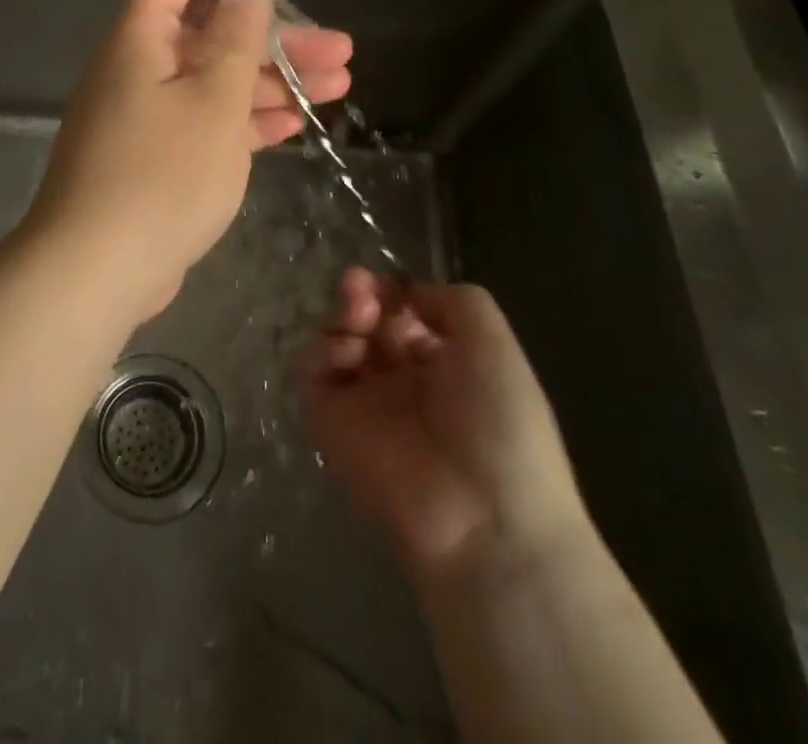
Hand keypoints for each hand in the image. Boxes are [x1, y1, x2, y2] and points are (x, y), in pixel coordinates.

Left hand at [24, 0, 351, 318]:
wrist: (96, 270)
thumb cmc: (162, 174)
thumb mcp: (213, 100)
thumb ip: (236, 40)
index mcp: (140, 40)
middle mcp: (138, 69)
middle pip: (210, 34)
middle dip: (275, 40)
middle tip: (339, 52)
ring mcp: (146, 117)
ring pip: (214, 83)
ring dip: (273, 83)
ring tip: (338, 87)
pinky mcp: (155, 159)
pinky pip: (205, 124)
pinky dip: (246, 121)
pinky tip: (295, 126)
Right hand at [303, 269, 591, 579]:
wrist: (483, 520)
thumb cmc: (500, 424)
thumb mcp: (494, 343)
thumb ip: (453, 300)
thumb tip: (407, 294)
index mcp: (441, 362)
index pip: (400, 311)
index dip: (390, 291)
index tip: (386, 285)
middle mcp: (399, 379)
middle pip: (362, 320)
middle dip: (359, 296)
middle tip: (361, 295)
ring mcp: (361, 401)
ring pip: (332, 340)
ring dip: (338, 318)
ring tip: (356, 323)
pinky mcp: (328, 423)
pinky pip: (307, 373)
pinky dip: (317, 353)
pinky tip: (344, 356)